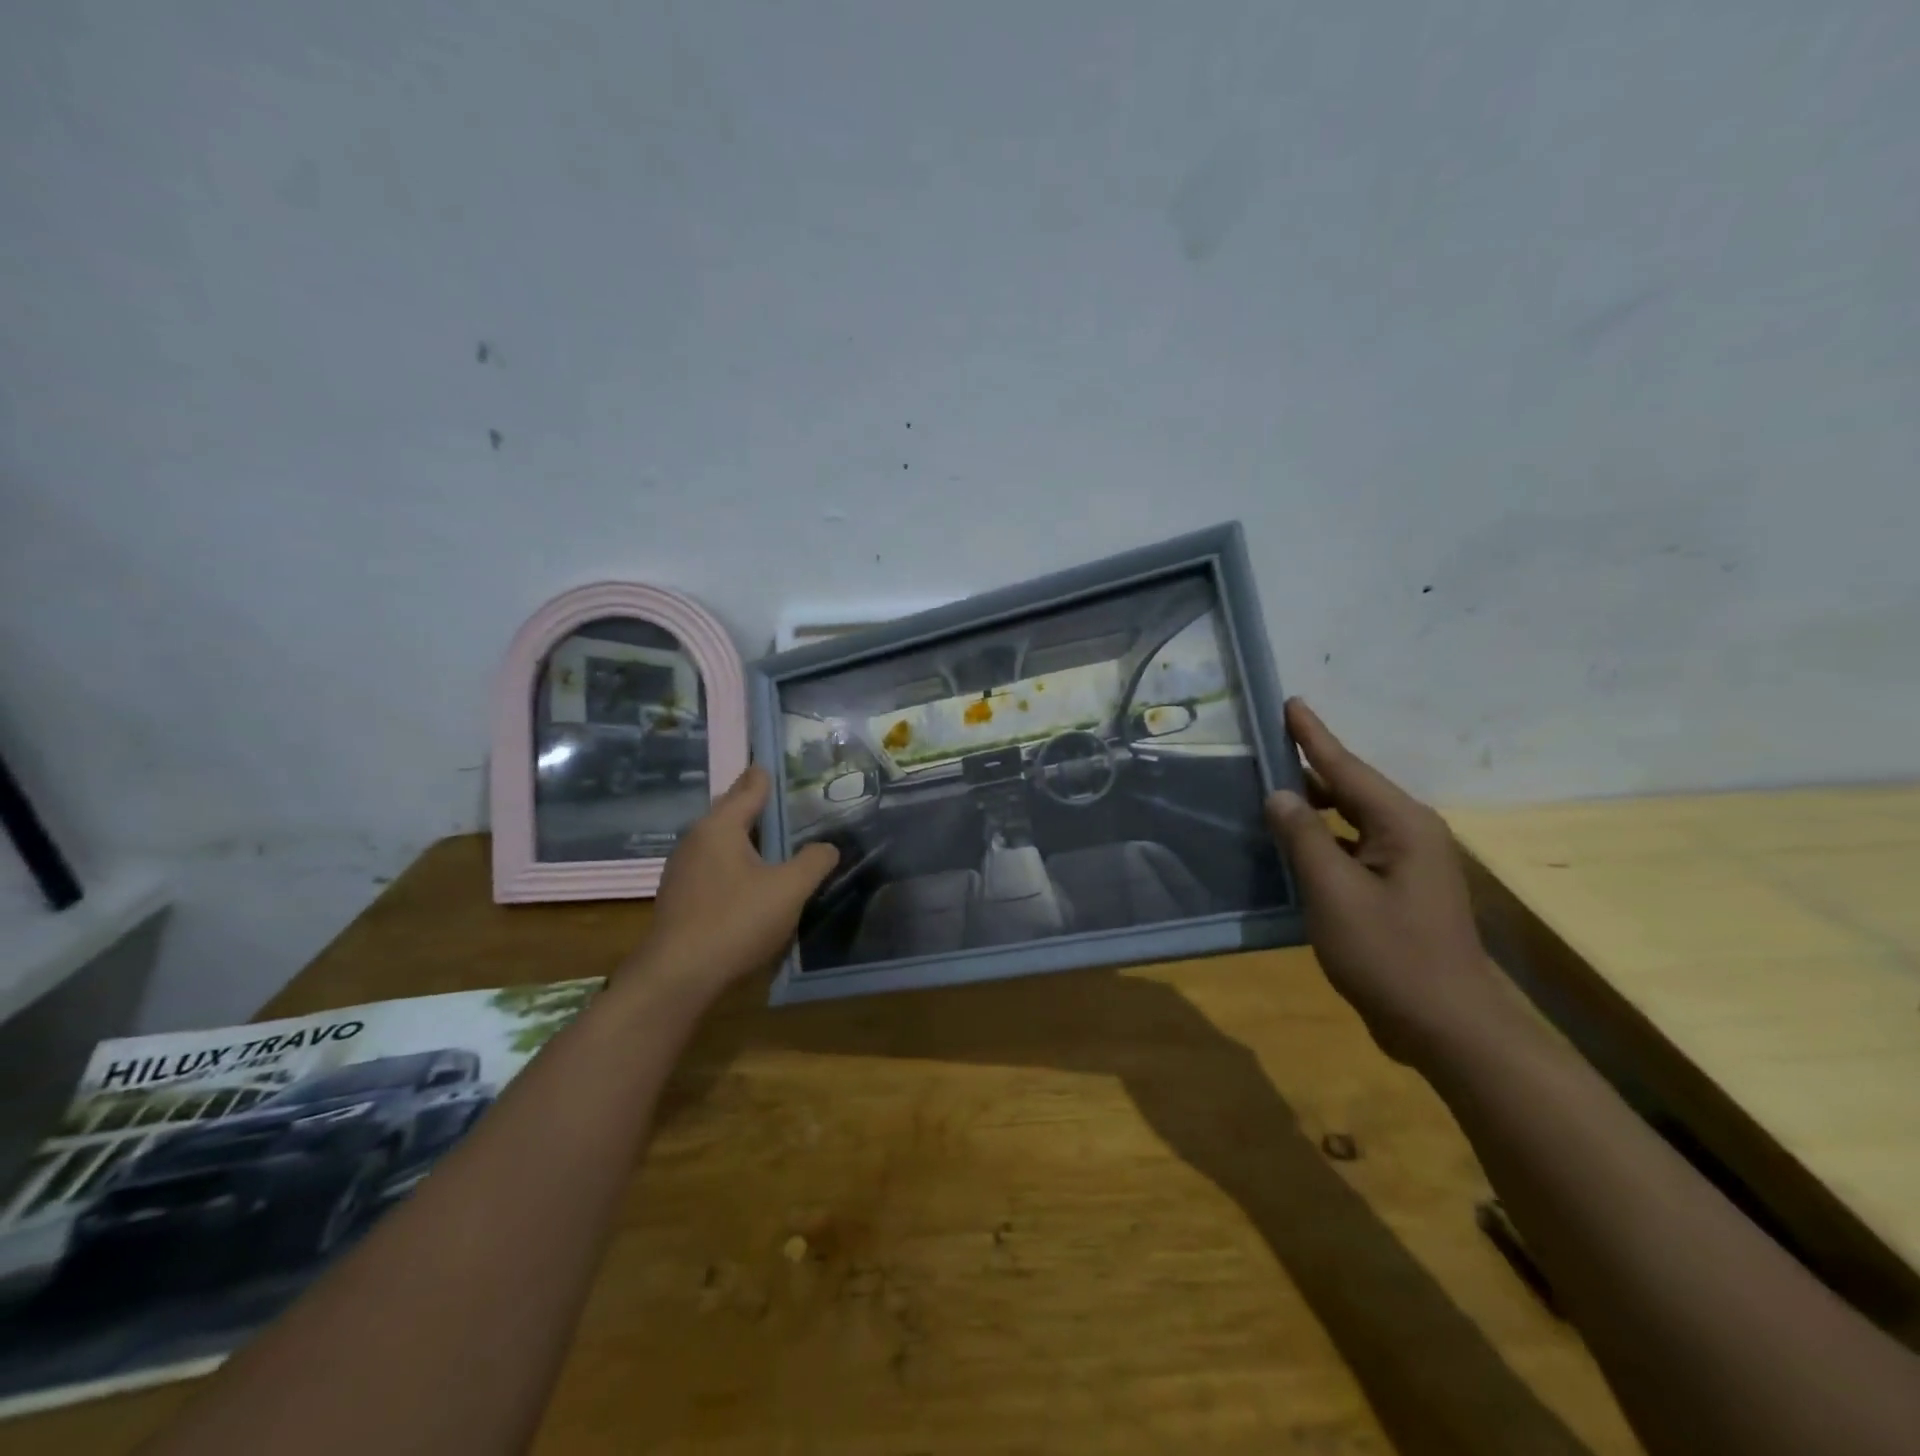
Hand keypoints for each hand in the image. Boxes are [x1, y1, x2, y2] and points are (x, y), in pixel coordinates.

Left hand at [638, 766, 837, 999]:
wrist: (678, 977)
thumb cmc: (736, 921)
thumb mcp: (789, 890)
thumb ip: (814, 862)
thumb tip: (828, 847)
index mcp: (720, 826)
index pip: (749, 788)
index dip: (766, 776)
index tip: (776, 763)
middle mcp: (695, 839)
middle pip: (730, 811)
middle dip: (755, 804)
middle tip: (783, 799)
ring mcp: (682, 869)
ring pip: (720, 841)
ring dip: (745, 836)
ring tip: (773, 838)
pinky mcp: (679, 897)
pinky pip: (713, 865)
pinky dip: (734, 861)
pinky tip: (750, 878)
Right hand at [1264, 699, 1507, 1064]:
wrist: (1448, 1027)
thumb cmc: (1389, 955)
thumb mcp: (1334, 893)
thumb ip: (1303, 837)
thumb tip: (1280, 794)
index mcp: (1400, 825)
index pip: (1346, 767)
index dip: (1312, 736)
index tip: (1290, 702)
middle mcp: (1409, 834)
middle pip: (1349, 789)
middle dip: (1309, 767)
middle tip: (1265, 748)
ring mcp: (1407, 865)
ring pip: (1350, 820)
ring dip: (1313, 806)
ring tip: (1270, 789)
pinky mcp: (1398, 891)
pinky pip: (1352, 849)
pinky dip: (1322, 840)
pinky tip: (1293, 845)